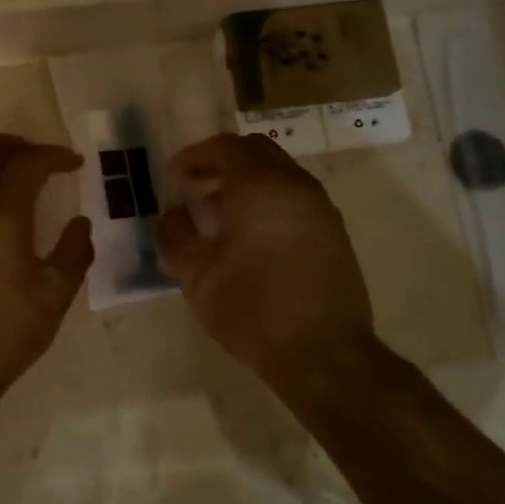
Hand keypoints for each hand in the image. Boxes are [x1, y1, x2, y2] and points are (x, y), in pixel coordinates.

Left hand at [0, 132, 93, 393]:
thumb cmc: (3, 332)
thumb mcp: (54, 297)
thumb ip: (73, 253)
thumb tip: (81, 225)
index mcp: (0, 215)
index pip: (27, 163)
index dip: (54, 155)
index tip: (74, 163)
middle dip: (15, 144)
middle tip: (40, 161)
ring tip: (10, 180)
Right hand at [155, 134, 372, 377]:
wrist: (324, 355)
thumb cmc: (252, 309)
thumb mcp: (197, 276)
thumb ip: (175, 236)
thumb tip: (170, 215)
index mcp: (259, 186)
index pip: (224, 147)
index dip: (194, 157)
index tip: (173, 179)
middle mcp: (295, 185)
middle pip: (255, 151)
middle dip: (221, 162)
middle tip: (195, 188)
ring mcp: (320, 208)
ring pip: (278, 173)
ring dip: (246, 182)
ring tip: (219, 217)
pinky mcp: (333, 232)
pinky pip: (295, 197)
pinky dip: (268, 200)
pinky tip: (250, 239)